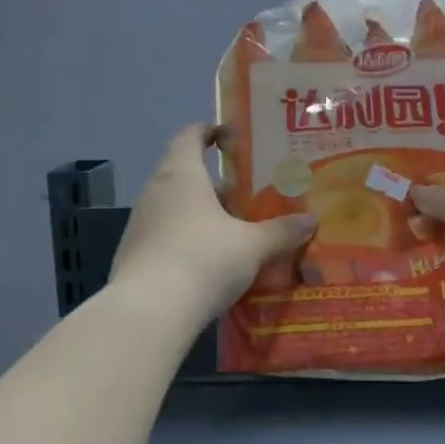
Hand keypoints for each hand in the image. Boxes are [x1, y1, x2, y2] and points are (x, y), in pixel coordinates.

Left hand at [110, 126, 315, 322]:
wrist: (149, 312)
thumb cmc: (203, 260)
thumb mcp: (252, 246)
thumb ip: (281, 231)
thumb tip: (310, 220)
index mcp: (181, 174)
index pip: (190, 135)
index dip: (210, 131)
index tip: (231, 138)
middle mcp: (155, 191)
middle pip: (184, 173)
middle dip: (215, 182)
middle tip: (247, 193)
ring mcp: (140, 223)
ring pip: (175, 206)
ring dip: (201, 213)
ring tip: (234, 230)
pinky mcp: (133, 254)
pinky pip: (165, 235)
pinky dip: (187, 239)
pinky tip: (209, 262)